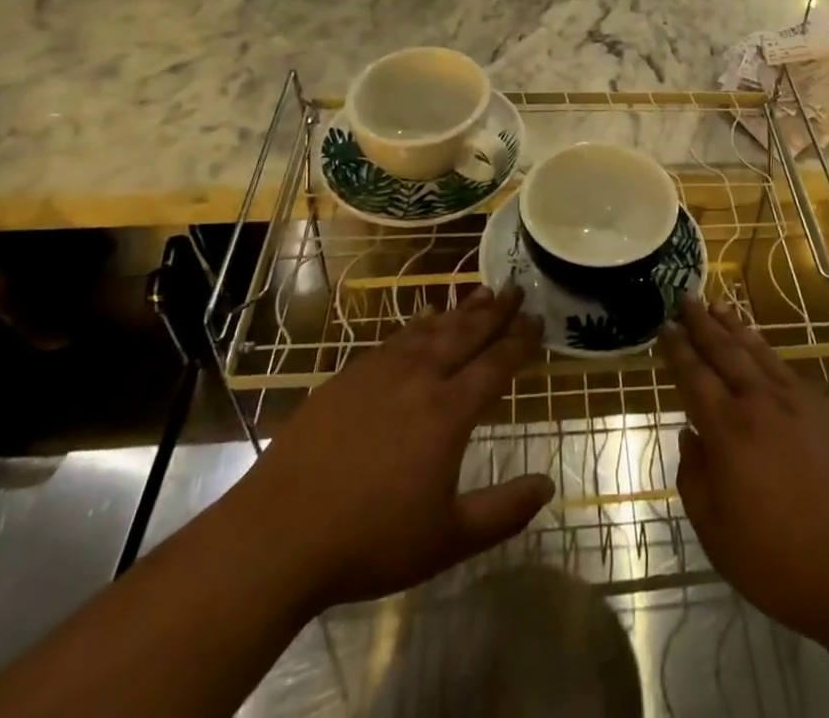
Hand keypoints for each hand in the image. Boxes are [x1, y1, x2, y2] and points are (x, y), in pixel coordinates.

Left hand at [248, 283, 553, 610]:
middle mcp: (420, 378)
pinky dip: (420, 323)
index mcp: (448, 412)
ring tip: (481, 293)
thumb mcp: (447, 539)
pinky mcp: (348, 375)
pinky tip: (425, 320)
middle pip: (466, 333)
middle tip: (516, 288)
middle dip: (496, 311)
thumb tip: (548, 486)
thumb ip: (503, 512)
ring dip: (460, 310)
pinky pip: (397, 338)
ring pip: (431, 329)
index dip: (520, 342)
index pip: (496, 364)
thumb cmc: (370, 541)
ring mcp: (380, 372)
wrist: (279, 534)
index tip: (538, 321)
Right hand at [663, 298, 828, 650]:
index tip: (665, 325)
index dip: (677, 350)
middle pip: (725, 352)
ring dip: (735, 327)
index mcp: (729, 431)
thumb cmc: (787, 563)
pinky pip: (786, 368)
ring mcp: (799, 403)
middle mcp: (761, 404)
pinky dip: (767, 350)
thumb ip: (695, 481)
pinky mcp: (828, 412)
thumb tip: (689, 437)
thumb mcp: (719, 536)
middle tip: (686, 297)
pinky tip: (762, 348)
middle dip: (702, 324)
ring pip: (758, 352)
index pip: (694, 377)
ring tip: (719, 305)